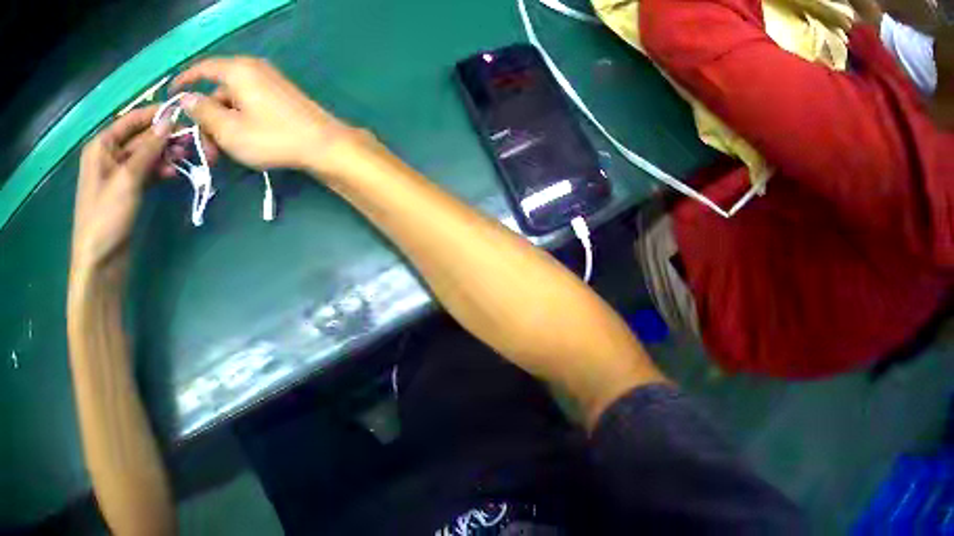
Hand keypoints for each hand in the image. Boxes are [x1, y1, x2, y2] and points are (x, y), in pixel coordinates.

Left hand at [71, 106, 172, 280]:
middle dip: (163, 138)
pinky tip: (173, 172)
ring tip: (185, 156)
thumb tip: (170, 119)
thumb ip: (149, 147)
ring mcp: (117, 176)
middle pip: (140, 137)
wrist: (99, 268)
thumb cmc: (105, 218)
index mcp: (102, 145)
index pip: (132, 119)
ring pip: (144, 156)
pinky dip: (158, 171)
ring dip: (163, 155)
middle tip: (189, 138)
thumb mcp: (128, 178)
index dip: (156, 114)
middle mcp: (108, 155)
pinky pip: (144, 173)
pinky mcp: (125, 194)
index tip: (182, 112)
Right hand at [171, 56, 370, 174]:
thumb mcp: (228, 129)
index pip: (204, 67)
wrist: (318, 142)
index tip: (170, 94)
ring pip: (229, 100)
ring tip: (218, 154)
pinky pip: (243, 102)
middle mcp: (252, 69)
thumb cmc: (270, 136)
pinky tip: (234, 143)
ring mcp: (265, 80)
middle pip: (216, 90)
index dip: (185, 79)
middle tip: (203, 149)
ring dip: (218, 125)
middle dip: (204, 119)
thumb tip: (186, 98)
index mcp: (239, 70)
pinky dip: (233, 120)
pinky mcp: (273, 93)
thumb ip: (204, 112)